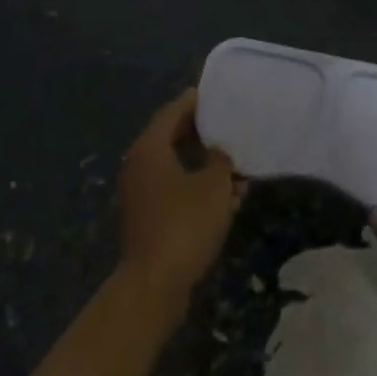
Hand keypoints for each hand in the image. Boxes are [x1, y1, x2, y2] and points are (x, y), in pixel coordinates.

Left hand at [116, 89, 242, 310]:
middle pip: (171, 138)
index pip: (172, 112)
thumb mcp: (214, 186)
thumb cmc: (185, 223)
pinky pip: (175, 190)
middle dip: (202, 133)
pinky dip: (197, 188)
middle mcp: (139, 165)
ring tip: (237, 166)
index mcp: (149, 148)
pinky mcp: (148, 217)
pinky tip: (227, 198)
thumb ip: (220, 161)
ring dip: (204, 166)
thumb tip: (219, 153)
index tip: (214, 93)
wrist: (155, 282)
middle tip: (228, 125)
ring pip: (176, 167)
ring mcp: (141, 193)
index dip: (193, 102)